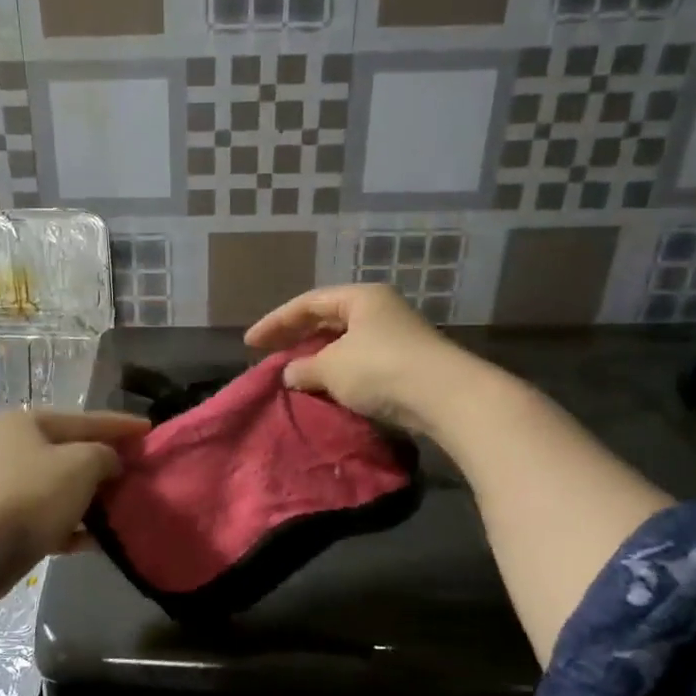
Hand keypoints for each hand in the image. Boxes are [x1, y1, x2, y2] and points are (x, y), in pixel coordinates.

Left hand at [0, 408, 148, 600]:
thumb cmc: (33, 496)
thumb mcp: (82, 465)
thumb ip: (105, 455)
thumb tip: (110, 462)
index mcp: (24, 423)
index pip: (84, 419)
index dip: (120, 425)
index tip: (149, 430)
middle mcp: (8, 447)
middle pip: (69, 452)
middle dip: (105, 463)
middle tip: (137, 470)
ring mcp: (0, 485)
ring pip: (58, 486)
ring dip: (90, 497)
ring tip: (122, 506)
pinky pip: (45, 516)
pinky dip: (70, 525)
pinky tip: (96, 540)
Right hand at [244, 284, 463, 431]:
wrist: (446, 397)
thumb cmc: (381, 370)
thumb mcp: (332, 368)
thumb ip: (304, 368)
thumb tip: (290, 373)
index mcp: (360, 297)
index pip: (308, 303)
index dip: (275, 322)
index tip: (250, 342)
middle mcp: (379, 309)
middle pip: (327, 319)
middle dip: (296, 337)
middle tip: (269, 353)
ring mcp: (396, 336)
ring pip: (344, 342)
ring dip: (317, 357)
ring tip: (294, 373)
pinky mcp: (406, 363)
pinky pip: (360, 361)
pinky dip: (338, 372)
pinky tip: (326, 386)